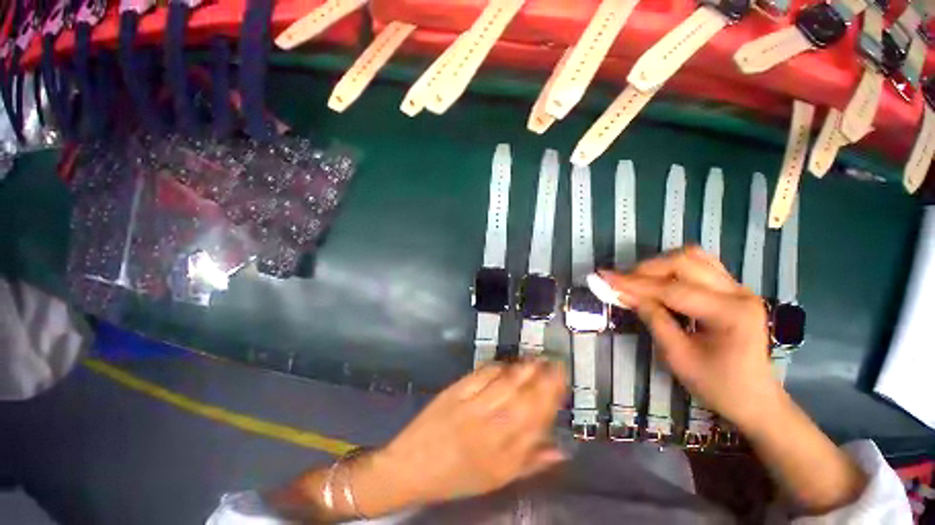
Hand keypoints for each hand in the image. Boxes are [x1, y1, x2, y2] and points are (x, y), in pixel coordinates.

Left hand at [368, 360, 567, 508]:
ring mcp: (472, 407)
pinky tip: (506, 363)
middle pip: (524, 398)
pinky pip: (482, 375)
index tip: (561, 382)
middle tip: (554, 363)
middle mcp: (490, 429)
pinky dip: (497, 366)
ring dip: (524, 369)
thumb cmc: (456, 477)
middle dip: (543, 378)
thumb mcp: (495, 479)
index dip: (551, 398)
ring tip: (536, 359)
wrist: (411, 466)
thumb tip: (559, 449)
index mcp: (503, 456)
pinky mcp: (456, 391)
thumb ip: (529, 463)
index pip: (536, 421)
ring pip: (506, 383)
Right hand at [599, 246, 781, 429]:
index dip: (634, 283)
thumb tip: (623, 294)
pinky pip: (699, 265)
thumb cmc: (717, 385)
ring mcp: (738, 287)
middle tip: (620, 281)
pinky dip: (672, 268)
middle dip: (646, 269)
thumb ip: (652, 318)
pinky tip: (658, 281)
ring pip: (693, 257)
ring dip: (659, 265)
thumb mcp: (677, 356)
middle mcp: (738, 292)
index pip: (672, 289)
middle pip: (685, 262)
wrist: (755, 399)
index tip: (604, 278)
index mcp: (729, 314)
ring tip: (636, 280)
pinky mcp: (732, 289)